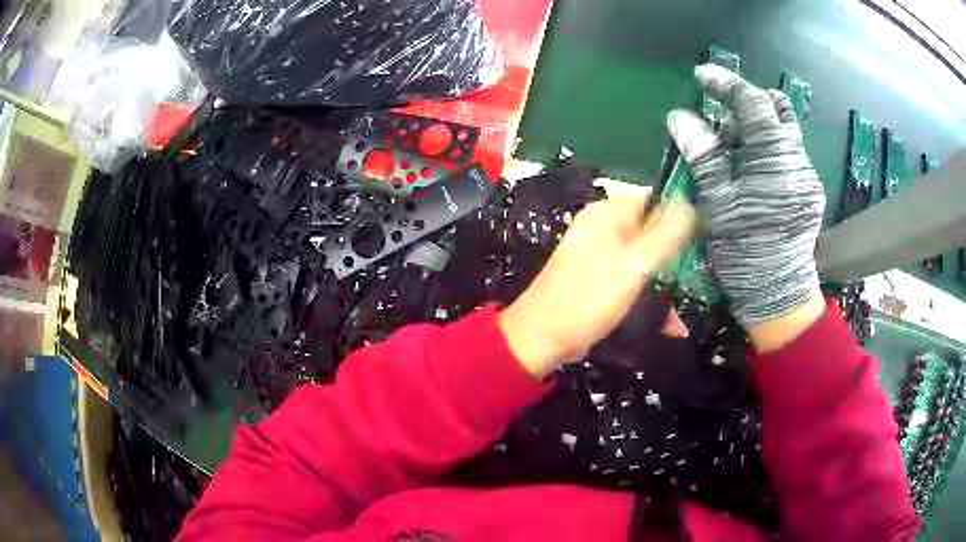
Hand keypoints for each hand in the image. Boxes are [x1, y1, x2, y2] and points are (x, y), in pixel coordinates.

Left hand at [499, 192, 694, 376]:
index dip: (679, 211)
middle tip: (697, 273)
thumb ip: (664, 234)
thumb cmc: (588, 297)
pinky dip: (650, 299)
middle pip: (652, 231)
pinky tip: (670, 325)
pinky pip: (634, 282)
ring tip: (685, 309)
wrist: (542, 338)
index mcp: (608, 215)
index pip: (652, 198)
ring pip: (646, 261)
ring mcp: (602, 256)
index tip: (704, 233)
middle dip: (676, 255)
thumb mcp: (632, 264)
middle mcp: (605, 230)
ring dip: (665, 283)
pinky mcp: (602, 282)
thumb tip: (689, 202)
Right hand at [665, 64, 825, 325]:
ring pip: (783, 132)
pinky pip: (786, 155)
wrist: (780, 296)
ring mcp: (806, 176)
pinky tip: (749, 176)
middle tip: (722, 124)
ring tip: (731, 156)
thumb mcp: (719, 204)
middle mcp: (797, 160)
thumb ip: (704, 155)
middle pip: (777, 110)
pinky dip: (765, 152)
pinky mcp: (808, 191)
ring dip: (755, 131)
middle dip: (747, 105)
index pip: (753, 103)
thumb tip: (680, 116)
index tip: (701, 76)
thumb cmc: (746, 252)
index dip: (726, 84)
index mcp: (775, 160)